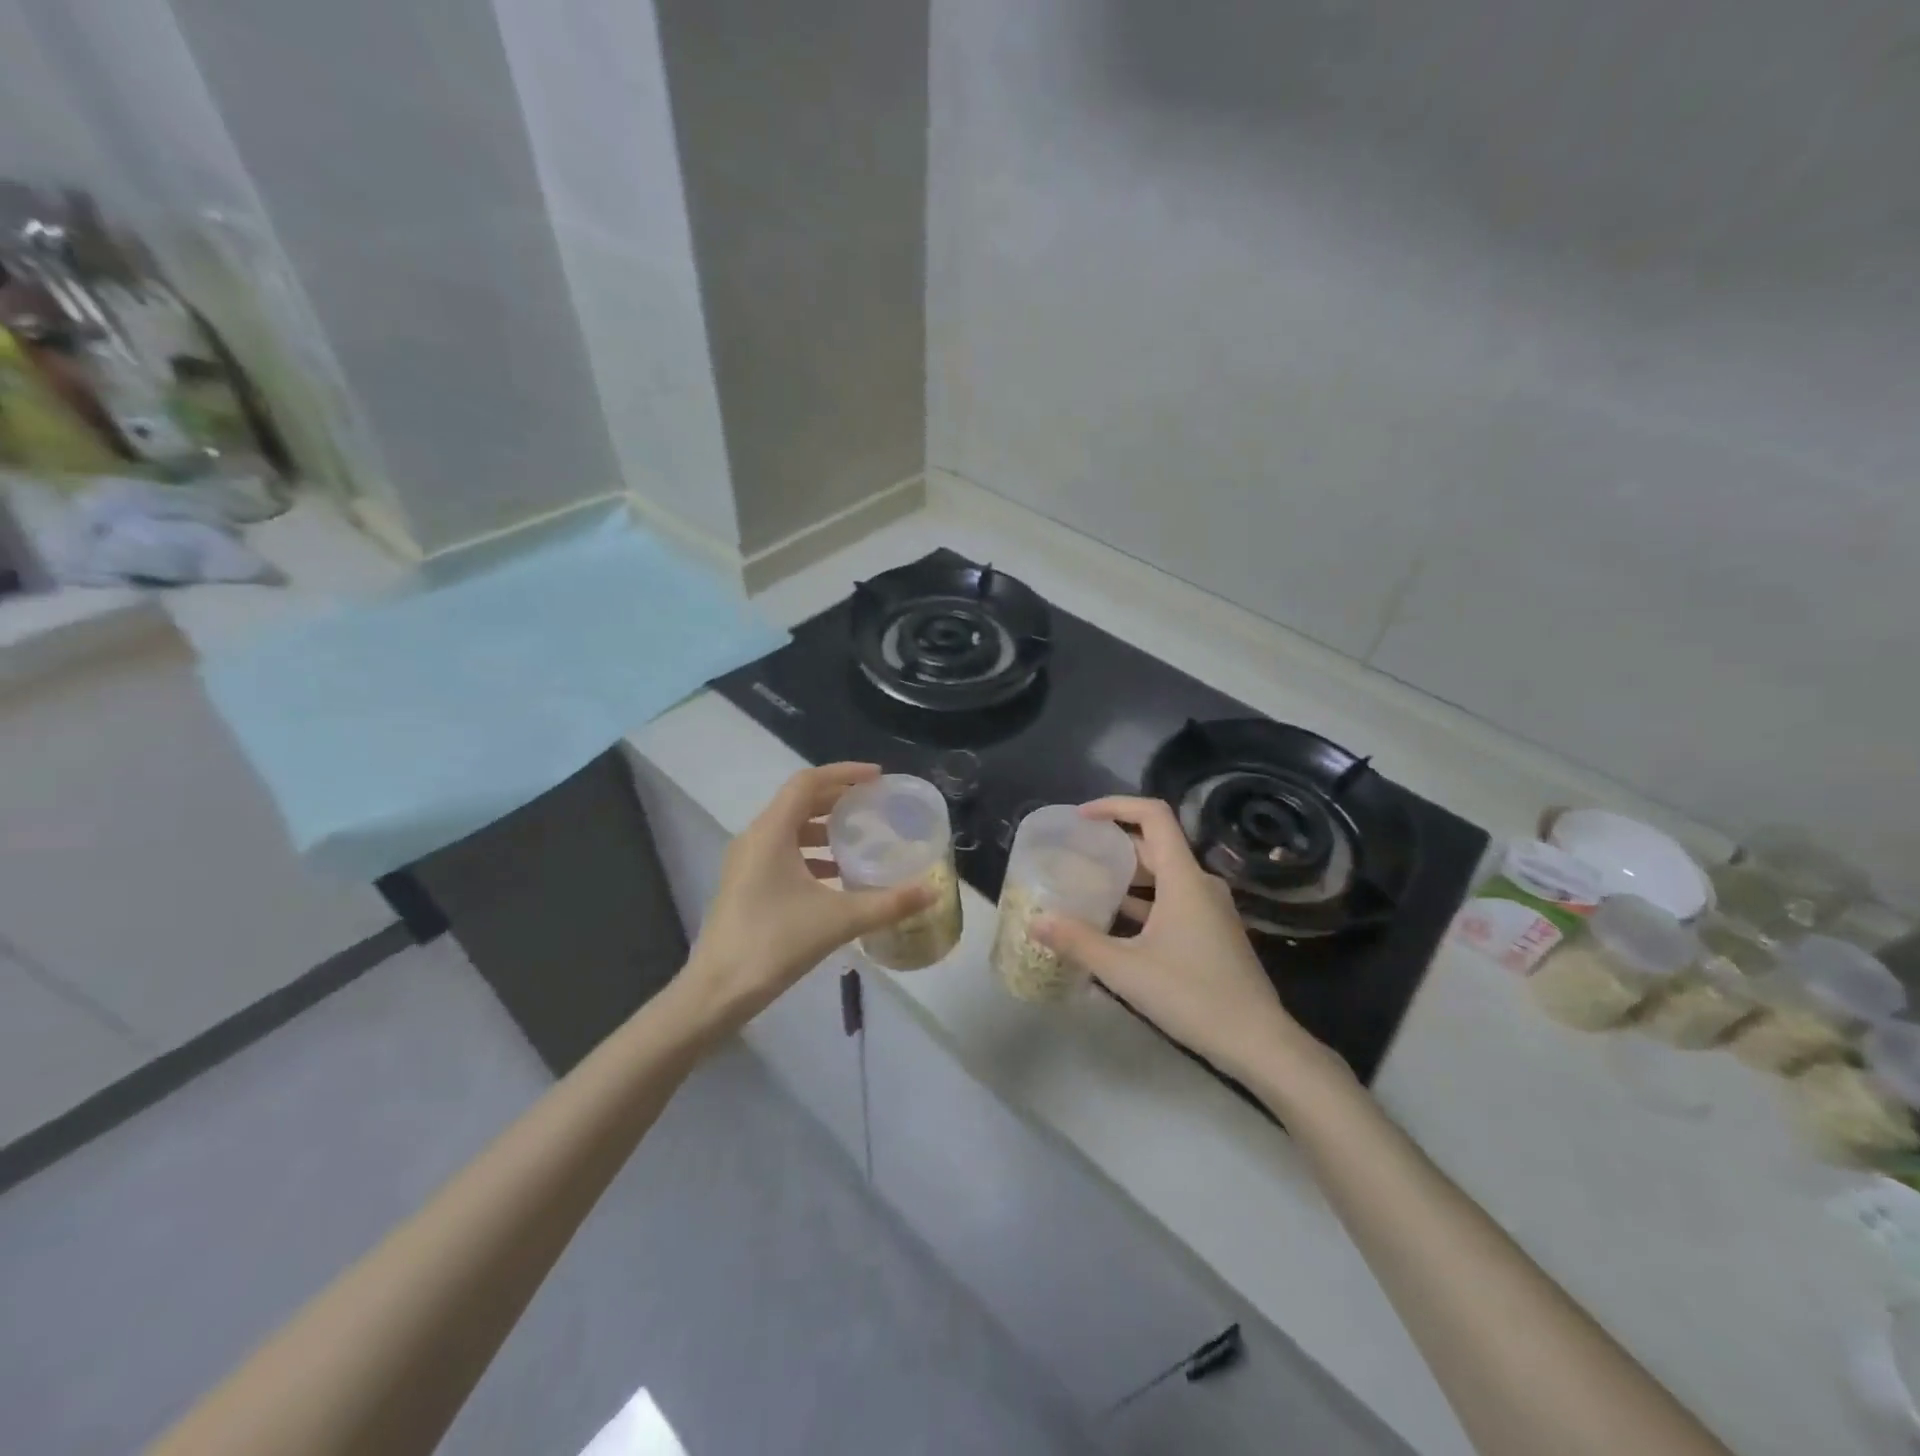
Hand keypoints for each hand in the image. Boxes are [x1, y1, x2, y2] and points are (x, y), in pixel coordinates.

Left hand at [678, 763, 933, 1032]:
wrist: (717, 991)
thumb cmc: (774, 943)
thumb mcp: (838, 920)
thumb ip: (888, 903)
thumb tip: (932, 891)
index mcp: (771, 832)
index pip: (807, 782)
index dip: (844, 773)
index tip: (878, 778)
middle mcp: (755, 838)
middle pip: (799, 802)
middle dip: (838, 799)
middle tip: (875, 805)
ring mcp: (746, 862)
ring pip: (789, 828)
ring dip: (824, 827)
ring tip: (860, 839)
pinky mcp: (745, 885)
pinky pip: (782, 852)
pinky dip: (810, 853)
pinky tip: (837, 877)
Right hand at [1032, 796, 1344, 1087]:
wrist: (1258, 1042)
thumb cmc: (1192, 995)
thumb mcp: (1125, 969)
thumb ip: (1078, 941)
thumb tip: (1036, 921)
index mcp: (1183, 878)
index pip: (1153, 816)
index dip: (1115, 806)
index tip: (1081, 817)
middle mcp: (1200, 883)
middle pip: (1155, 844)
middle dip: (1113, 843)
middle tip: (1074, 852)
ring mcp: (1209, 908)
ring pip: (1163, 875)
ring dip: (1126, 875)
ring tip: (1086, 883)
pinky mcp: (1212, 931)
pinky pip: (1172, 899)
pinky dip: (1143, 901)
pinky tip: (1114, 922)